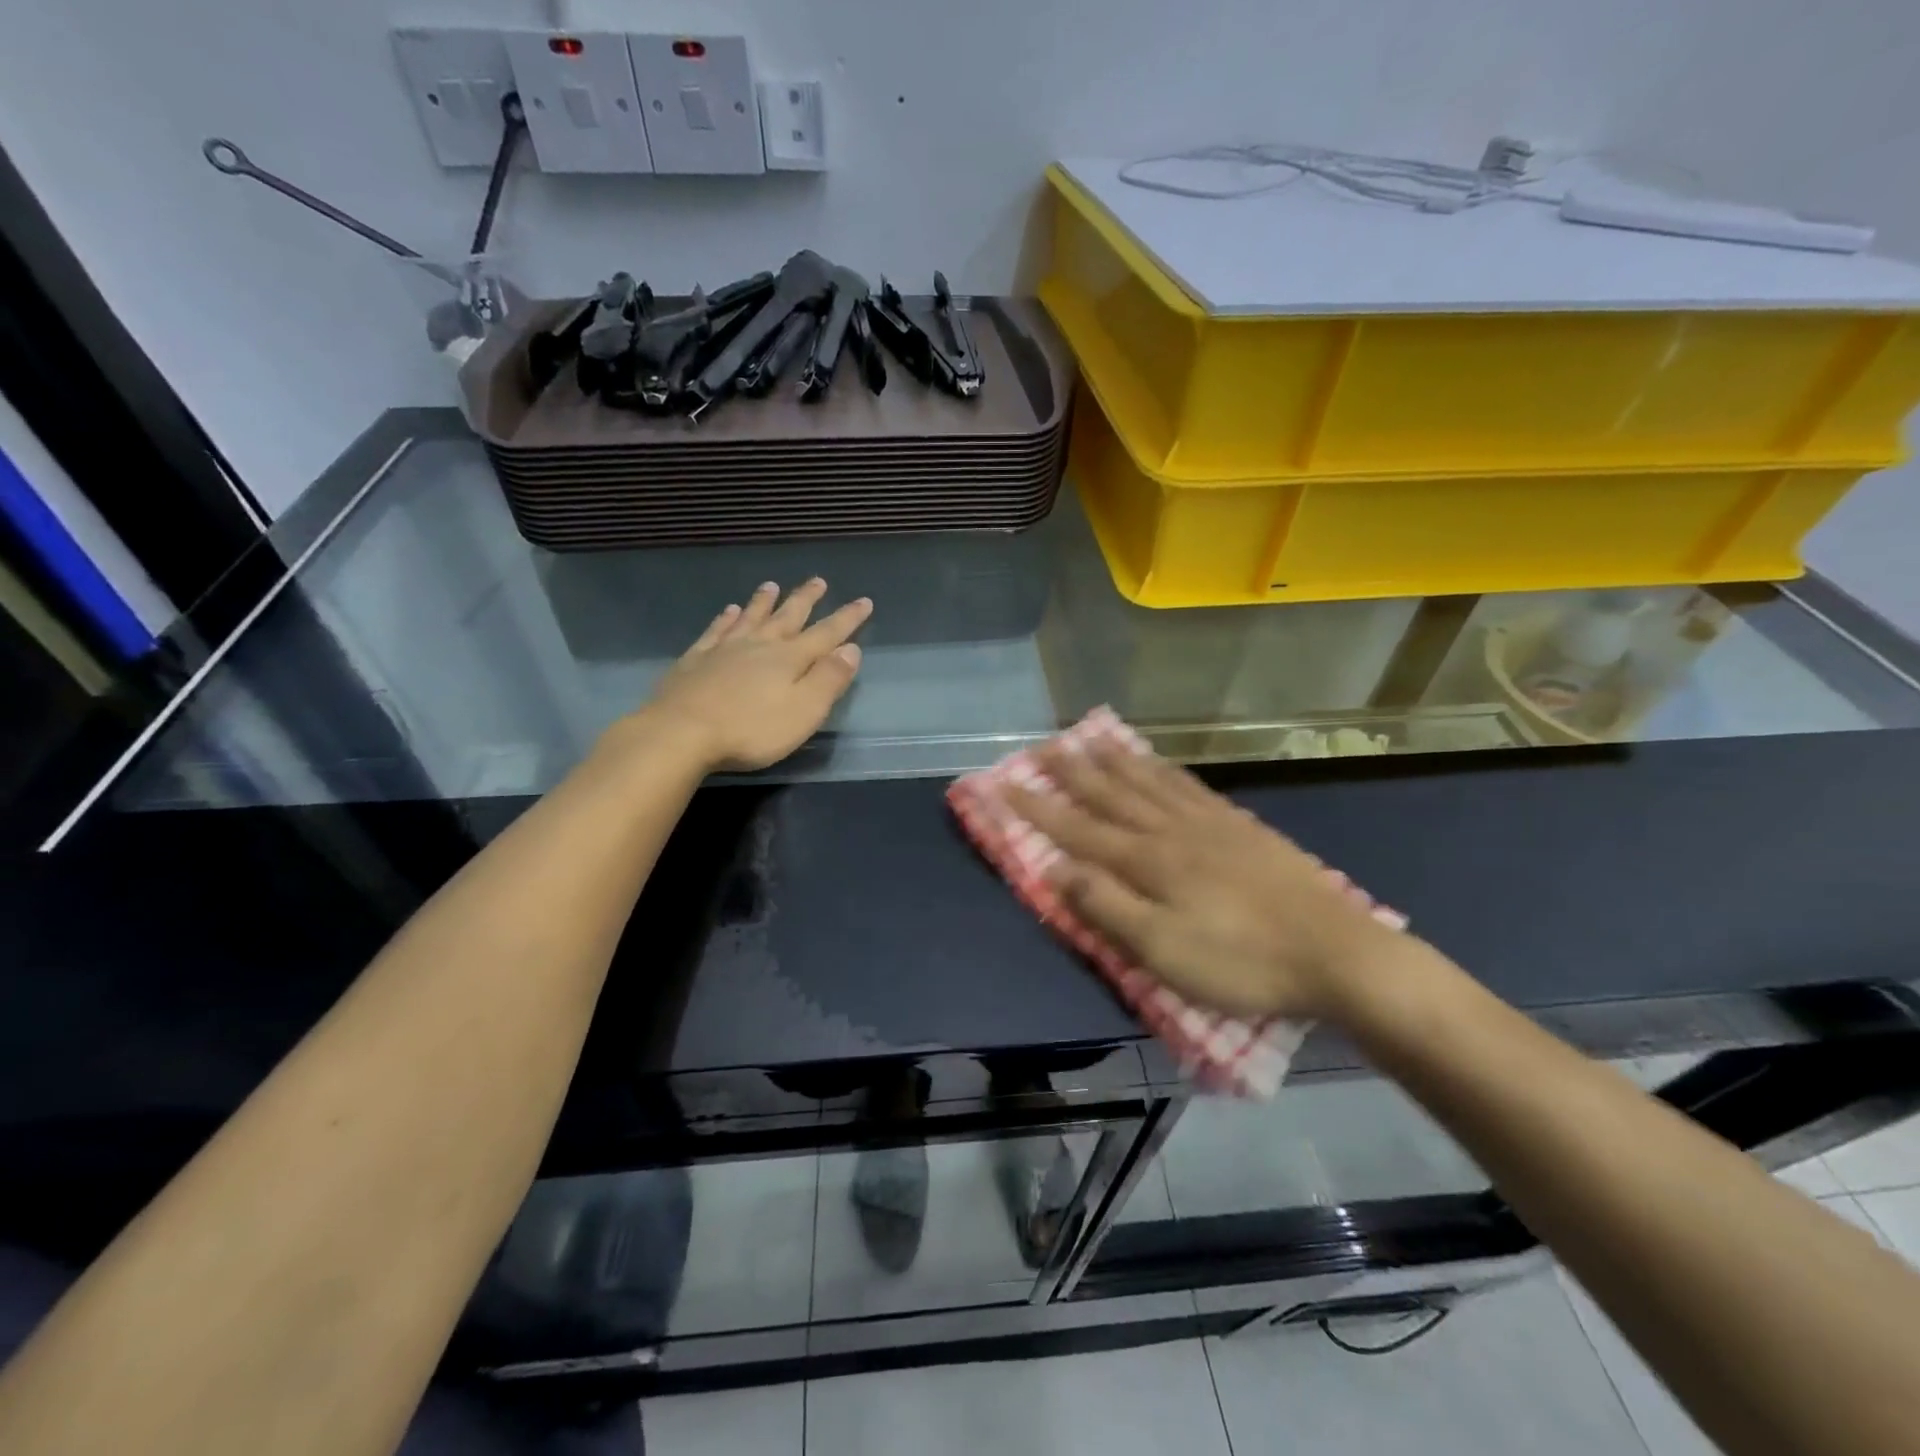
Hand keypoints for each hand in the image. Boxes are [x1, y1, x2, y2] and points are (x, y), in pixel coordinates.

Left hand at [637, 579, 871, 771]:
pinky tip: (729, 611)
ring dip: (764, 601)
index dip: (847, 619)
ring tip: (772, 585)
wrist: (681, 732)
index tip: (864, 601)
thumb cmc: (751, 729)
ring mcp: (724, 649)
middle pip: (788, 617)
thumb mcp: (804, 711)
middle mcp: (760, 645)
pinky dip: (726, 618)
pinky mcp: (696, 659)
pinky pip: (716, 630)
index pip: (826, 634)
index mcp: (790, 659)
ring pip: (751, 617)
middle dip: (806, 600)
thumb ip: (829, 680)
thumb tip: (851, 649)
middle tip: (818, 580)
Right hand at [1007, 740, 1407, 1021]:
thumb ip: (1106, 907)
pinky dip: (1163, 770)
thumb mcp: (1162, 951)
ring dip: (1114, 761)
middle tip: (1042, 747)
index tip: (1004, 785)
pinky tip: (1157, 764)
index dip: (1038, 809)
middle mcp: (1171, 830)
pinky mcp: (1240, 827)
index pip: (1077, 829)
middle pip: (1111, 794)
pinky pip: (1189, 786)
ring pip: (1149, 782)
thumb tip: (1057, 868)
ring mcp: (1209, 824)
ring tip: (1090, 739)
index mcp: (1147, 861)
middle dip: (1071, 772)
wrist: (1335, 953)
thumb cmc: (1241, 962)